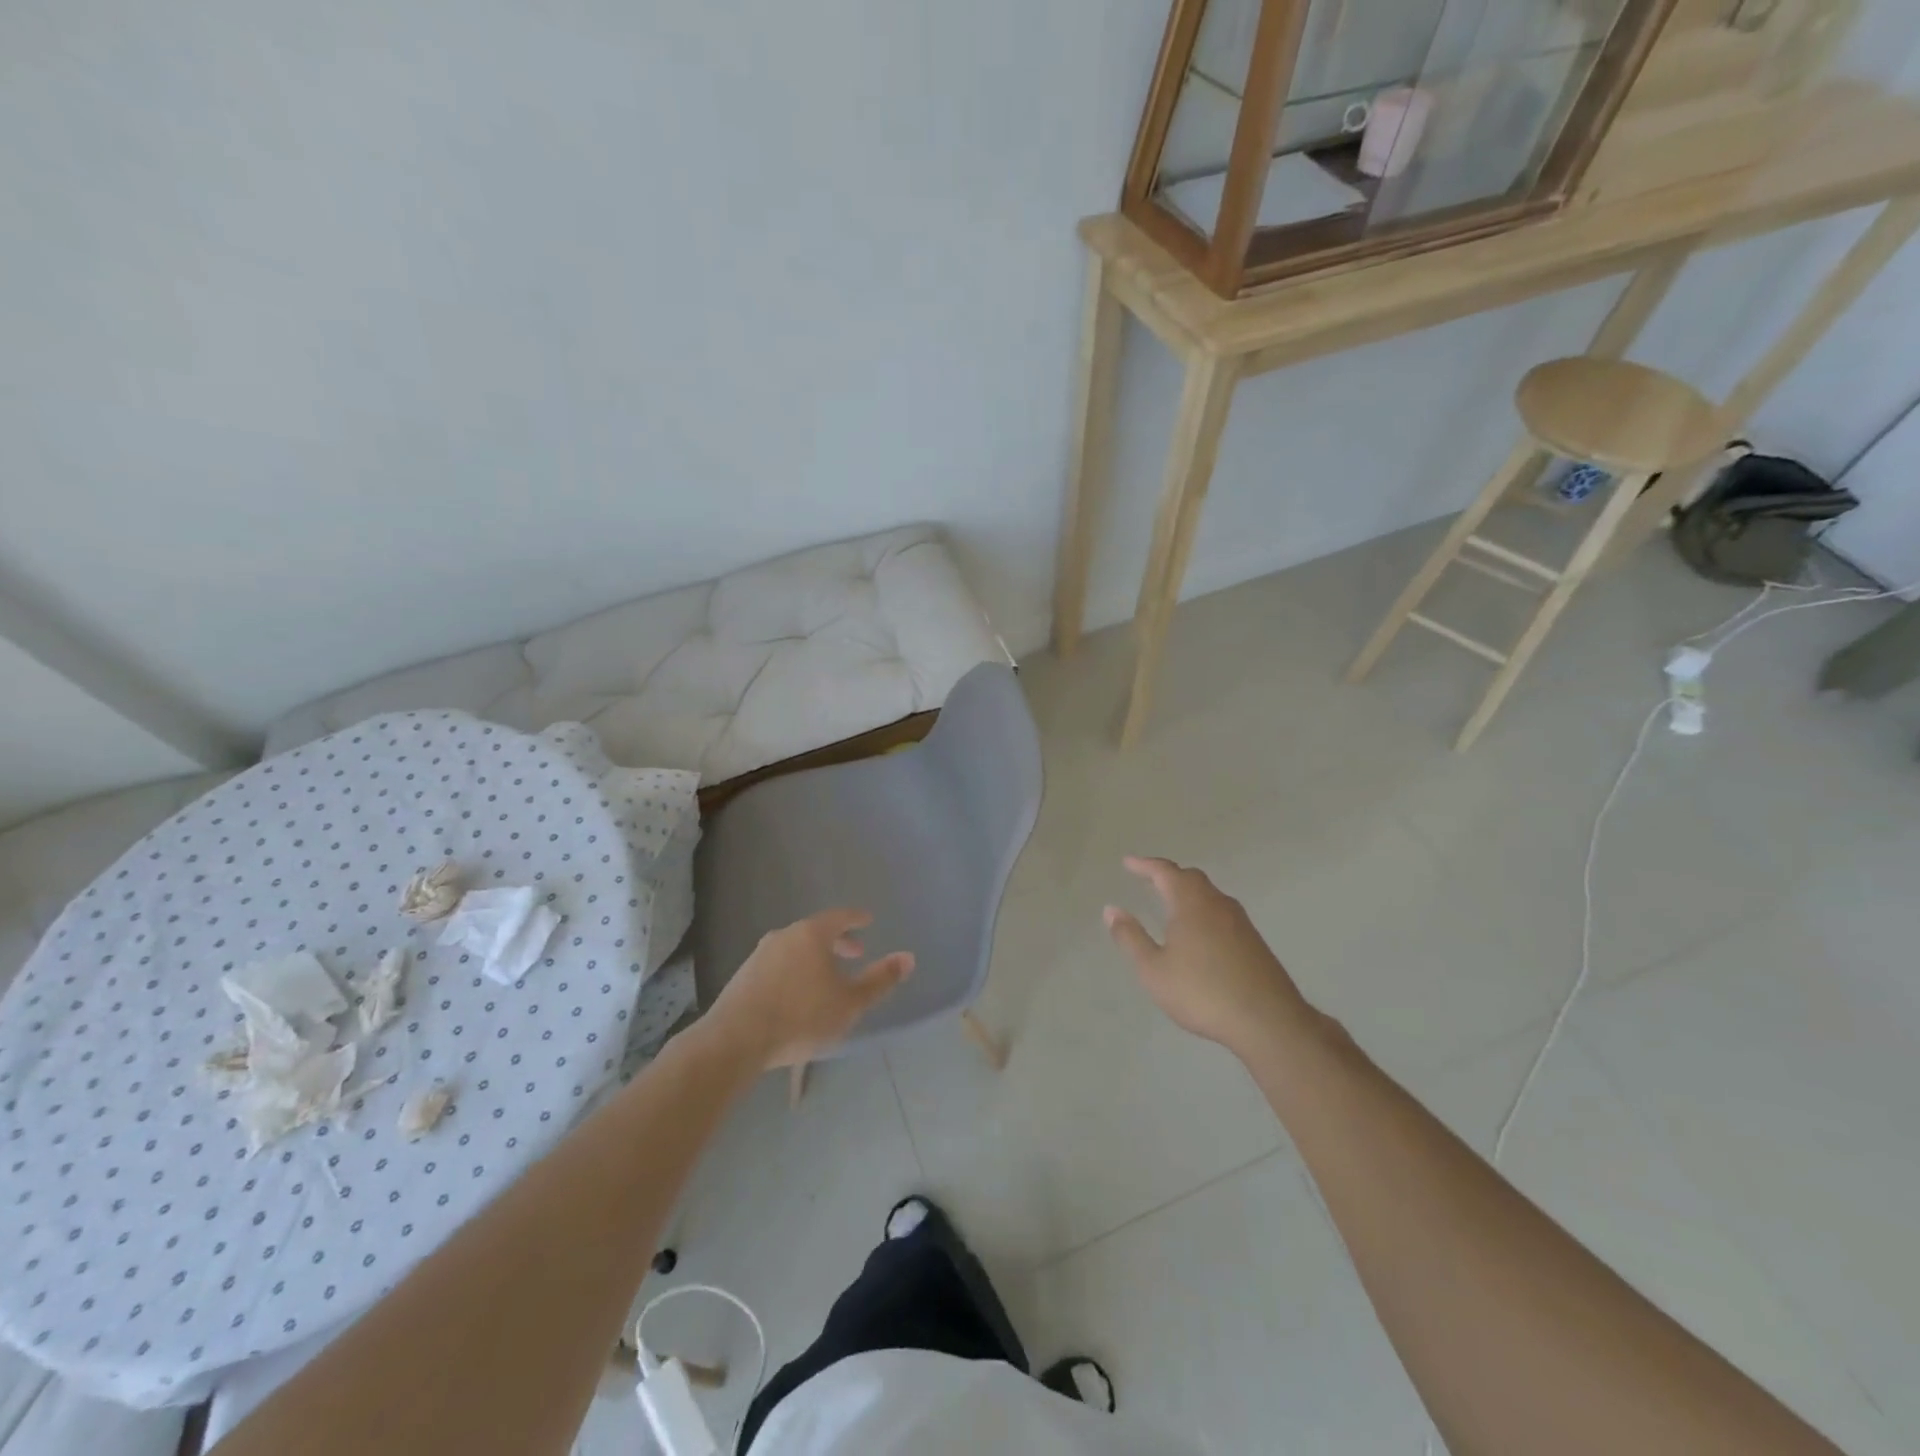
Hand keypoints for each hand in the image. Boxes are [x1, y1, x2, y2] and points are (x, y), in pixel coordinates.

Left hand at [706, 909, 914, 1069]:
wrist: (735, 1040)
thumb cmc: (801, 1017)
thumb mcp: (850, 1003)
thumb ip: (880, 980)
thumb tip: (909, 957)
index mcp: (811, 934)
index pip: (839, 917)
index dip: (856, 918)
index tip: (868, 920)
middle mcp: (784, 936)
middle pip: (816, 931)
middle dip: (837, 941)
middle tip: (855, 953)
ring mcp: (759, 955)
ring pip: (795, 948)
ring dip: (814, 957)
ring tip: (826, 978)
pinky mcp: (743, 977)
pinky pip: (778, 964)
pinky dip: (794, 970)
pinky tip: (797, 993)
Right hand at [1104, 856, 1311, 1059]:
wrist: (1268, 1020)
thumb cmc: (1202, 993)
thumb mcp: (1154, 970)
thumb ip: (1131, 938)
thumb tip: (1112, 910)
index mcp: (1191, 904)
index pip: (1165, 872)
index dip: (1145, 865)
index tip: (1128, 862)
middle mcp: (1217, 904)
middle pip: (1191, 878)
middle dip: (1168, 874)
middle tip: (1149, 878)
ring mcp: (1240, 922)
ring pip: (1210, 894)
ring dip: (1188, 891)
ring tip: (1171, 902)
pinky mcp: (1254, 941)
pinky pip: (1222, 912)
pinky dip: (1203, 909)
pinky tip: (1200, 931)